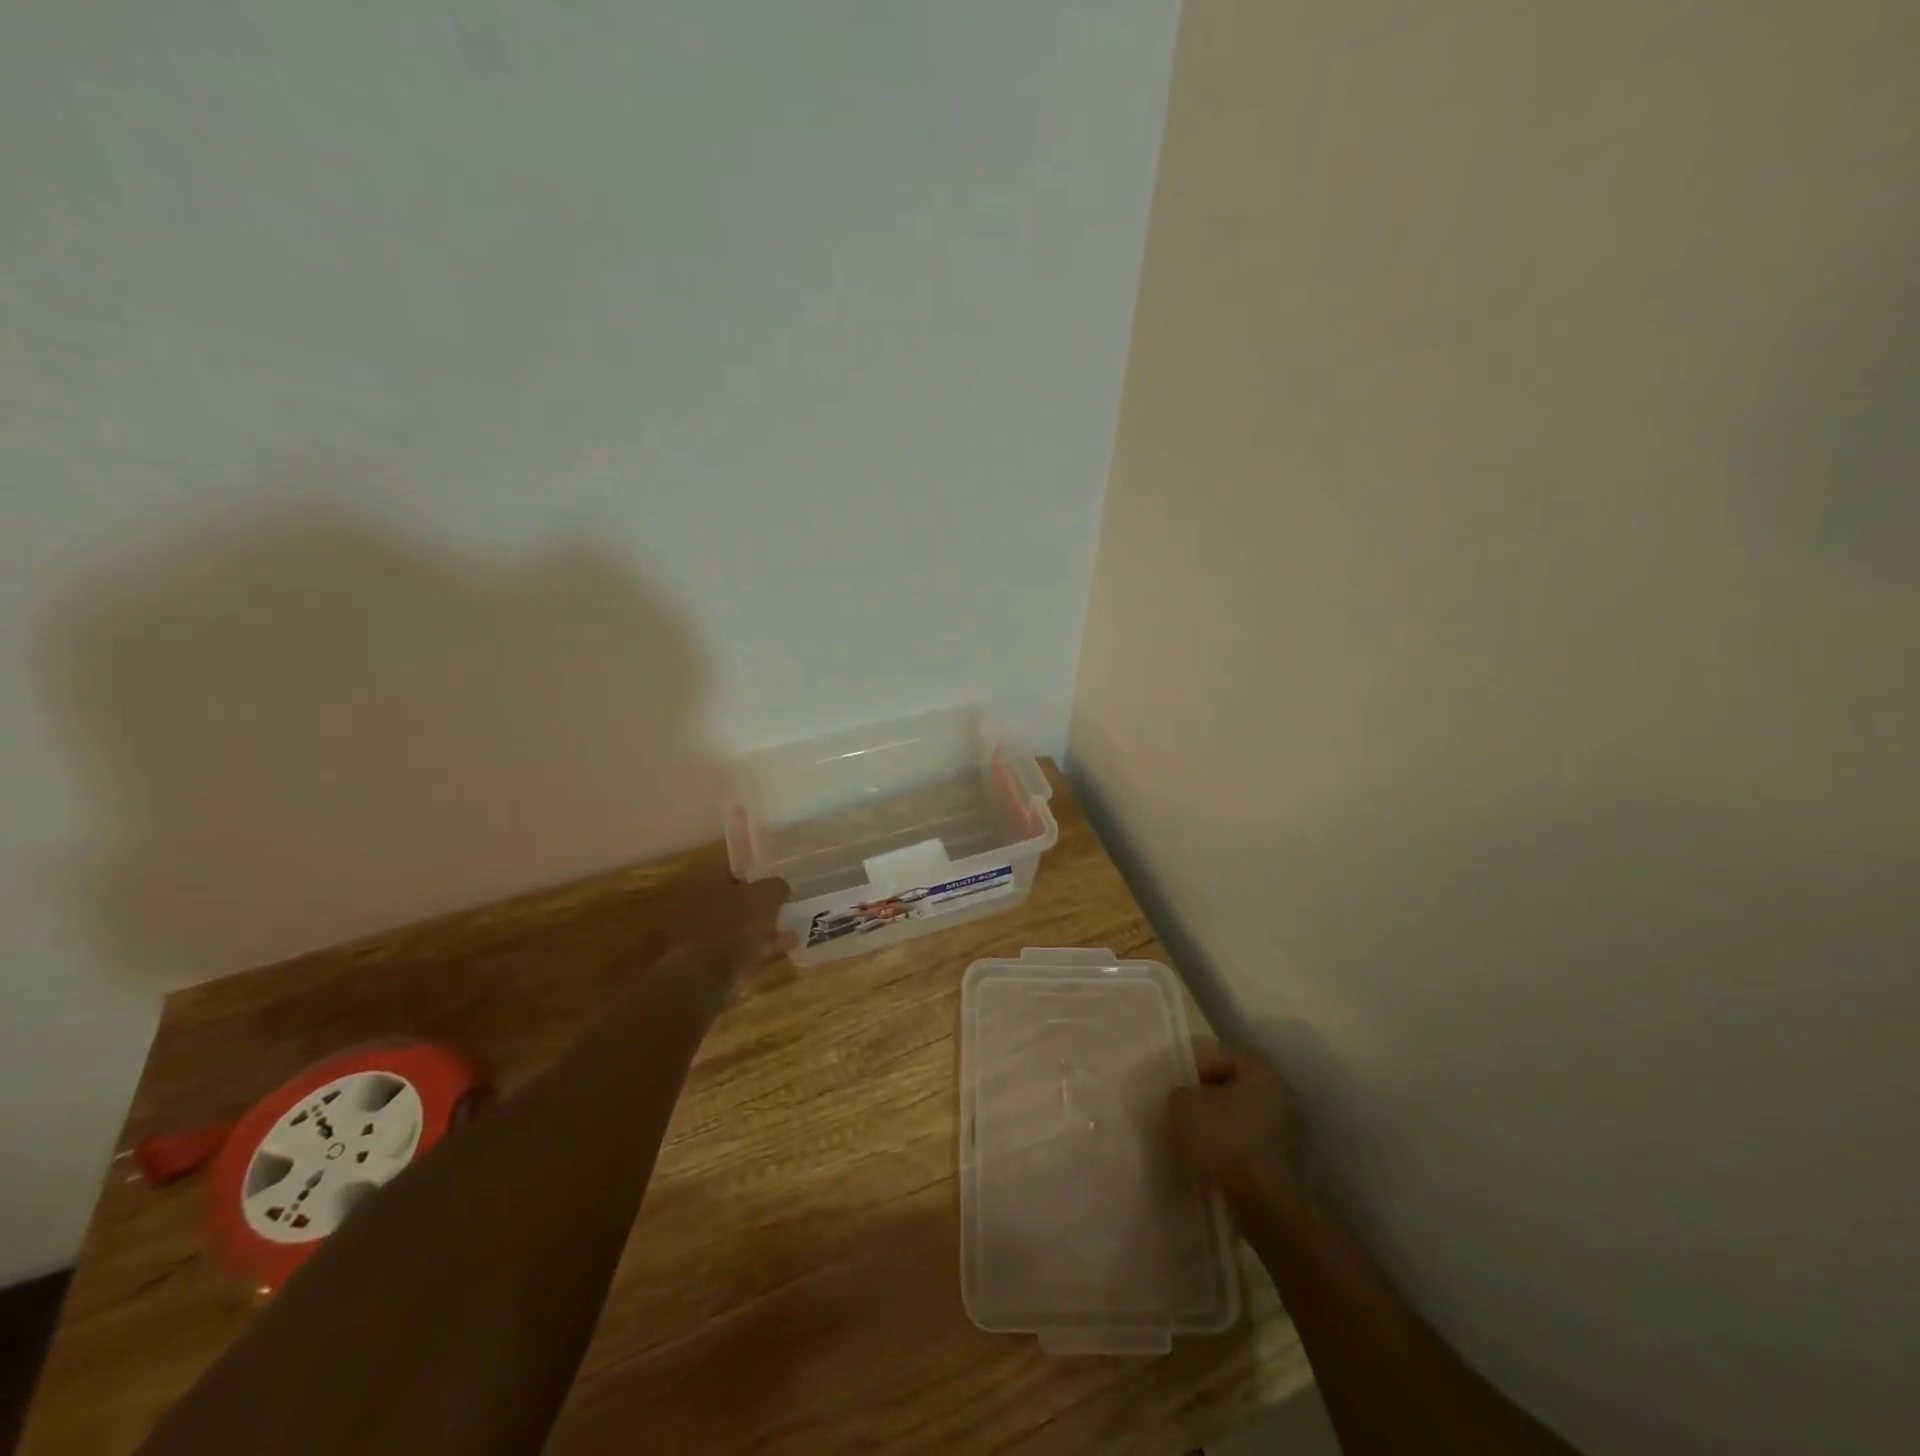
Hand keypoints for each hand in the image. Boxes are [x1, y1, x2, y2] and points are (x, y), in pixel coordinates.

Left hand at [666, 872, 791, 989]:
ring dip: (764, 923)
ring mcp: (707, 932)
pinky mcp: (715, 958)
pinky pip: (745, 945)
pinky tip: (789, 943)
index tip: (777, 873)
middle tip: (785, 898)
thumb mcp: (765, 896)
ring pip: (741, 922)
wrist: (709, 975)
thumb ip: (776, 885)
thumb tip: (782, 886)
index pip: (734, 867)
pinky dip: (764, 944)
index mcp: (707, 880)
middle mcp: (702, 903)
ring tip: (793, 921)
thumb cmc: (735, 923)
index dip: (757, 869)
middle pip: (737, 896)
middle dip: (760, 899)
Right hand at [1168, 1038, 1309, 1210]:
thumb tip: (1185, 1098)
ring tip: (1190, 1141)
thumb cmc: (1224, 1141)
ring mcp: (1287, 1132)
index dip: (1192, 1066)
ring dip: (1217, 1127)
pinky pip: (1247, 1147)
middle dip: (1205, 1098)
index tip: (1173, 1084)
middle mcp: (1280, 1094)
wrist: (1266, 1207)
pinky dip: (1229, 1152)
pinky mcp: (1285, 1165)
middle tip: (1179, 1110)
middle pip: (1231, 1088)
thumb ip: (1180, 1093)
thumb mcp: (1183, 1106)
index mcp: (1260, 1070)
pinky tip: (1208, 1164)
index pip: (1219, 1055)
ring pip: (1239, 1119)